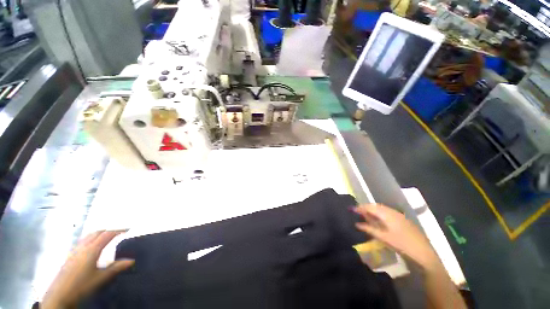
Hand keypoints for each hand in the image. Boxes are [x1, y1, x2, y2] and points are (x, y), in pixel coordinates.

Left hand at [41, 230, 134, 308]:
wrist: (60, 295)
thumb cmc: (82, 285)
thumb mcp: (101, 278)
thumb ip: (116, 268)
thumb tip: (132, 261)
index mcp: (92, 249)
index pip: (108, 234)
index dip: (119, 230)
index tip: (128, 229)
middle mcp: (83, 246)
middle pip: (97, 232)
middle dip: (109, 230)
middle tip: (119, 232)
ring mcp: (74, 250)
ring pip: (88, 236)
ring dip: (99, 233)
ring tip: (107, 237)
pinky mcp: (70, 255)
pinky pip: (82, 241)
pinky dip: (91, 238)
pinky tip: (92, 246)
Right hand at [354, 204, 439, 270]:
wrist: (424, 254)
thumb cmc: (402, 245)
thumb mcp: (384, 238)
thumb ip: (370, 229)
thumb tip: (357, 224)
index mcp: (388, 214)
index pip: (371, 207)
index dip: (361, 207)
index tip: (352, 209)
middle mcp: (393, 212)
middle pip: (377, 206)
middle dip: (367, 208)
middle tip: (358, 212)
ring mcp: (400, 216)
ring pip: (383, 209)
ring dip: (374, 210)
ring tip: (366, 216)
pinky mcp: (403, 220)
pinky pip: (388, 213)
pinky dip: (381, 214)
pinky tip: (379, 220)